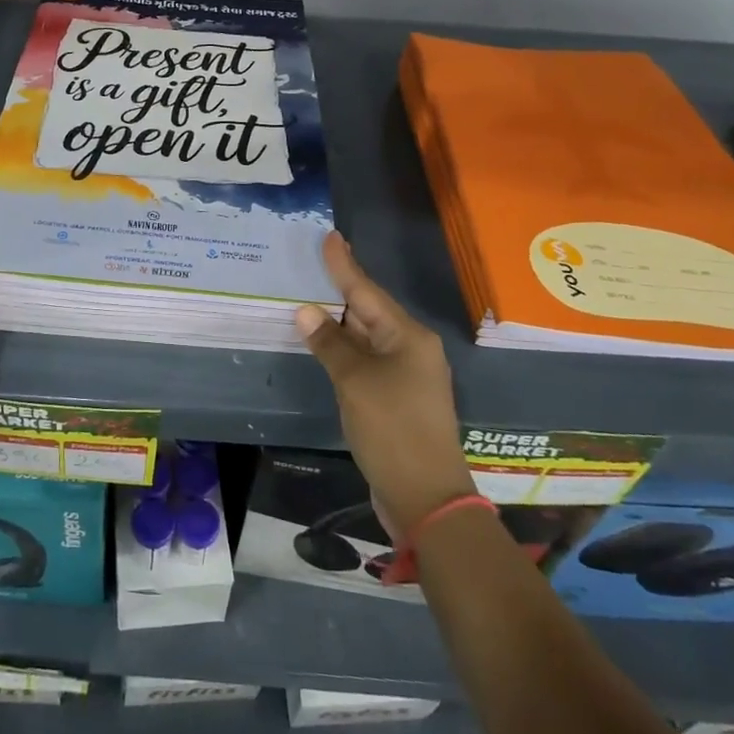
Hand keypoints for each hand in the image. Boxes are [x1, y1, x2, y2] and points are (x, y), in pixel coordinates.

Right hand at [297, 232, 473, 537]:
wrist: (426, 498)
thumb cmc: (392, 429)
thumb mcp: (355, 382)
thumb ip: (329, 344)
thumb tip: (306, 311)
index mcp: (408, 336)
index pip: (367, 291)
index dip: (345, 265)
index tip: (330, 236)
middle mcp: (411, 349)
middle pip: (369, 311)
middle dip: (340, 290)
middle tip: (311, 264)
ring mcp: (406, 375)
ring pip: (366, 337)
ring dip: (339, 322)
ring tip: (310, 297)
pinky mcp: (397, 398)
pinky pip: (366, 361)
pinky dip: (343, 350)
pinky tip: (324, 344)